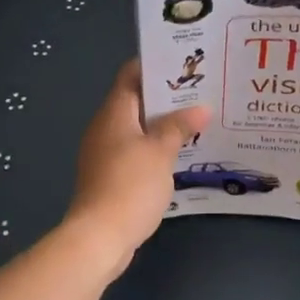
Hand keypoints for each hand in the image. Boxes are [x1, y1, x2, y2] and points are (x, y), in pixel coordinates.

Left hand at [65, 60, 208, 279]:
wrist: (98, 238)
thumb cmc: (130, 185)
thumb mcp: (161, 152)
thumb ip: (179, 126)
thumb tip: (201, 108)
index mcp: (114, 112)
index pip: (132, 74)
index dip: (156, 64)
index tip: (185, 62)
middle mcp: (105, 127)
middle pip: (136, 100)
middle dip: (167, 96)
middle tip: (201, 91)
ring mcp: (104, 152)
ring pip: (137, 127)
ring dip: (163, 124)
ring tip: (197, 120)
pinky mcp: (109, 175)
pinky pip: (135, 150)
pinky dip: (156, 147)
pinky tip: (180, 153)